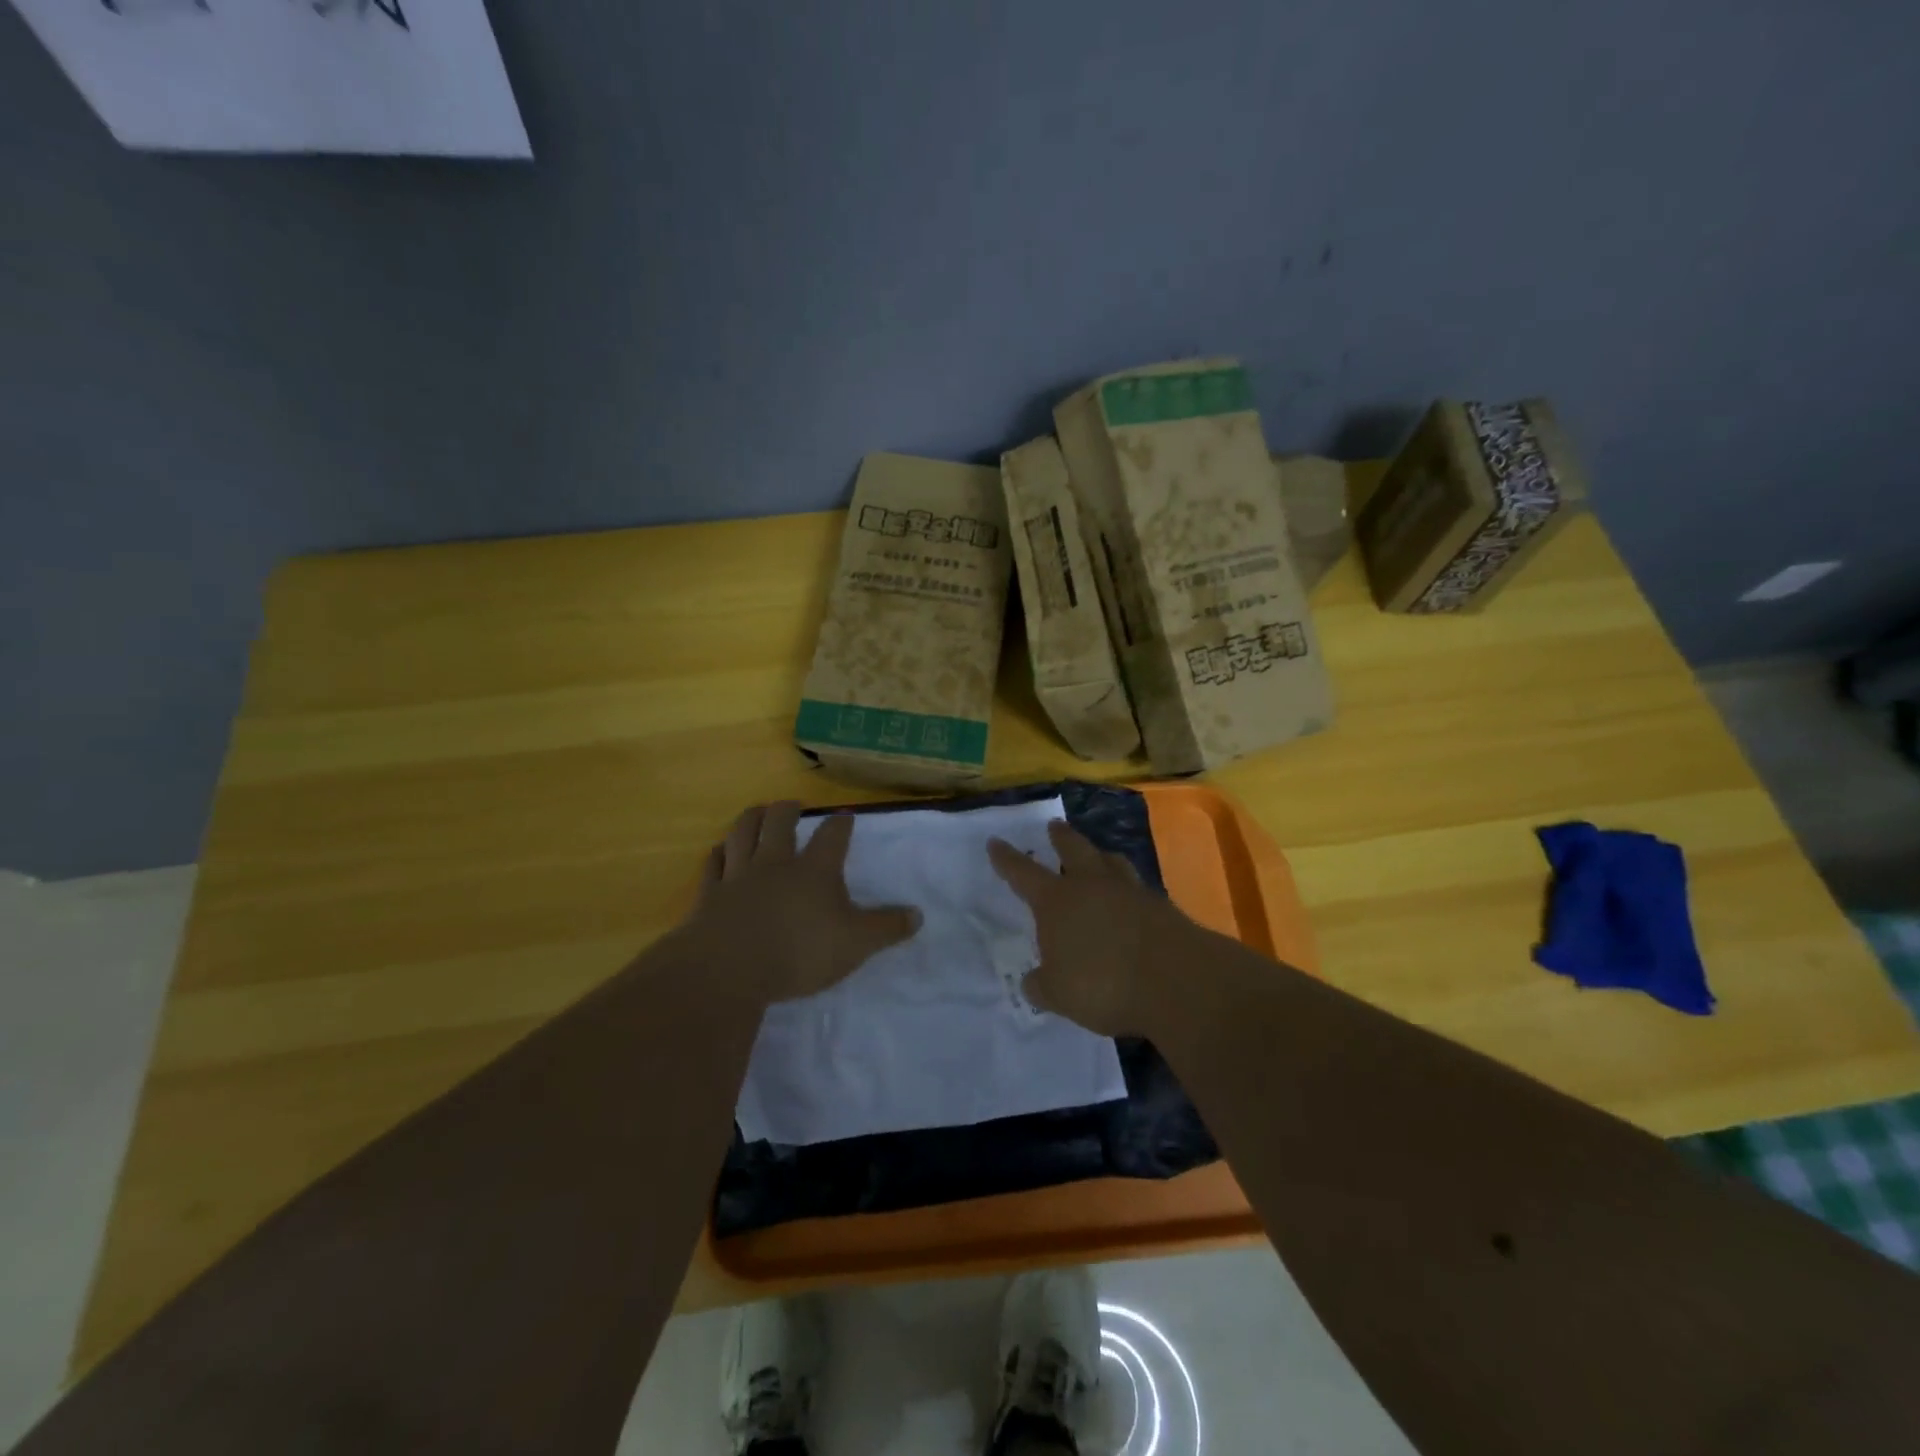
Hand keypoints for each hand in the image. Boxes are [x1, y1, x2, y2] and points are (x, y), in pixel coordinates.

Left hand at [683, 801, 920, 1007]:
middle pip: (780, 821)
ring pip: (743, 833)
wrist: (730, 969)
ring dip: (752, 818)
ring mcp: (739, 875)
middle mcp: (776, 862)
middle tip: (793, 806)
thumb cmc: (800, 952)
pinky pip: (713, 864)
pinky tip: (720, 851)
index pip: (832, 835)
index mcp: (814, 869)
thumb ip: (886, 928)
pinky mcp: (710, 894)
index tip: (845, 816)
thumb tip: (917, 915)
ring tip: (758, 812)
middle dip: (789, 809)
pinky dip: (718, 854)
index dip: (841, 823)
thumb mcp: (856, 944)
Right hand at [988, 820, 1197, 1035]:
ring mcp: (1130, 891)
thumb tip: (1034, 981)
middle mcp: (1091, 885)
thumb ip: (1042, 985)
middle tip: (1054, 826)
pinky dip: (1128, 888)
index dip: (1007, 859)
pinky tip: (1129, 899)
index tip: (995, 842)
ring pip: (1110, 861)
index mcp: (1057, 901)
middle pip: (1073, 849)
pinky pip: (1137, 887)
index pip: (1023, 873)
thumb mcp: (1059, 995)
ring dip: (1099, 855)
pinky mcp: (1161, 906)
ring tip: (1097, 854)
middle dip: (1060, 837)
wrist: (1177, 981)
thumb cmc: (1104, 984)